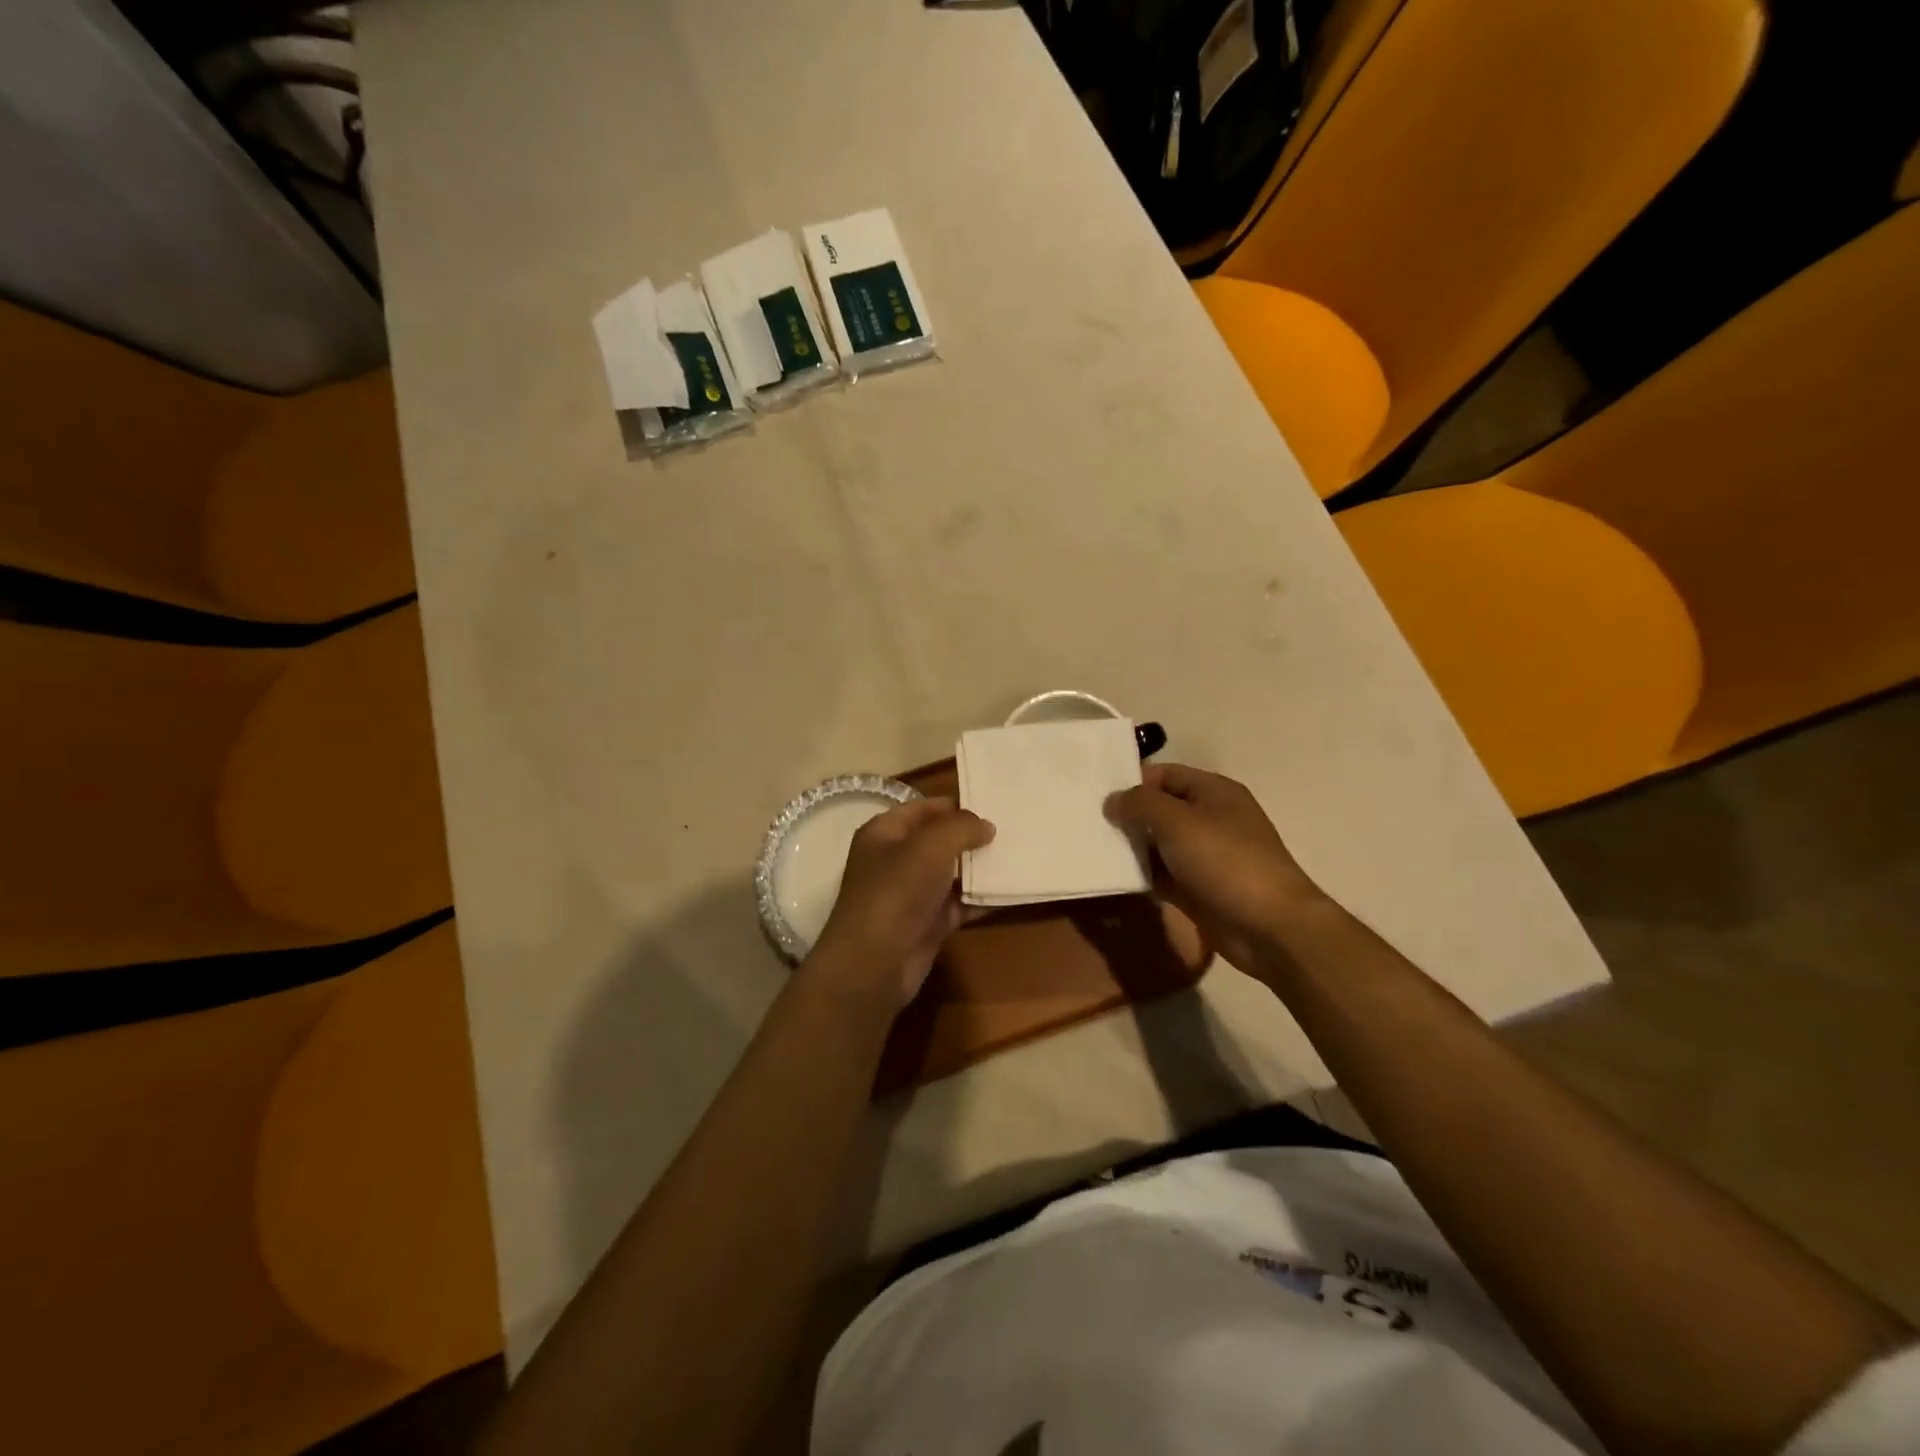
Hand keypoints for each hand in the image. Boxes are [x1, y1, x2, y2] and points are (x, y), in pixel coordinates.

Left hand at [808, 797, 994, 1009]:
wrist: (875, 963)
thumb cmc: (897, 891)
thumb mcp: (930, 846)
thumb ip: (961, 827)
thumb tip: (986, 826)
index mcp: (884, 833)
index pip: (921, 808)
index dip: (954, 805)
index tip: (991, 803)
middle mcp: (896, 860)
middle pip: (939, 840)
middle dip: (972, 835)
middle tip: (1012, 829)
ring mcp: (912, 894)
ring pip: (951, 873)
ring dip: (980, 867)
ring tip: (1018, 855)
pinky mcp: (928, 923)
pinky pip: (960, 904)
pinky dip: (981, 899)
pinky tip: (1011, 891)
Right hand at [1106, 764, 1327, 974]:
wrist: (1269, 928)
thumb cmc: (1225, 861)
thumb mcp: (1177, 821)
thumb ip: (1140, 804)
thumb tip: (1113, 800)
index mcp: (1213, 792)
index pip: (1165, 774)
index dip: (1133, 780)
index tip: (1096, 794)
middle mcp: (1210, 818)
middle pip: (1160, 808)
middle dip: (1128, 815)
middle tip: (1087, 822)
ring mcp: (1205, 856)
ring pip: (1159, 843)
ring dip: (1131, 847)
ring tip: (1092, 847)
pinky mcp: (1198, 889)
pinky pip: (1162, 874)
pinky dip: (1142, 874)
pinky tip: (1113, 876)